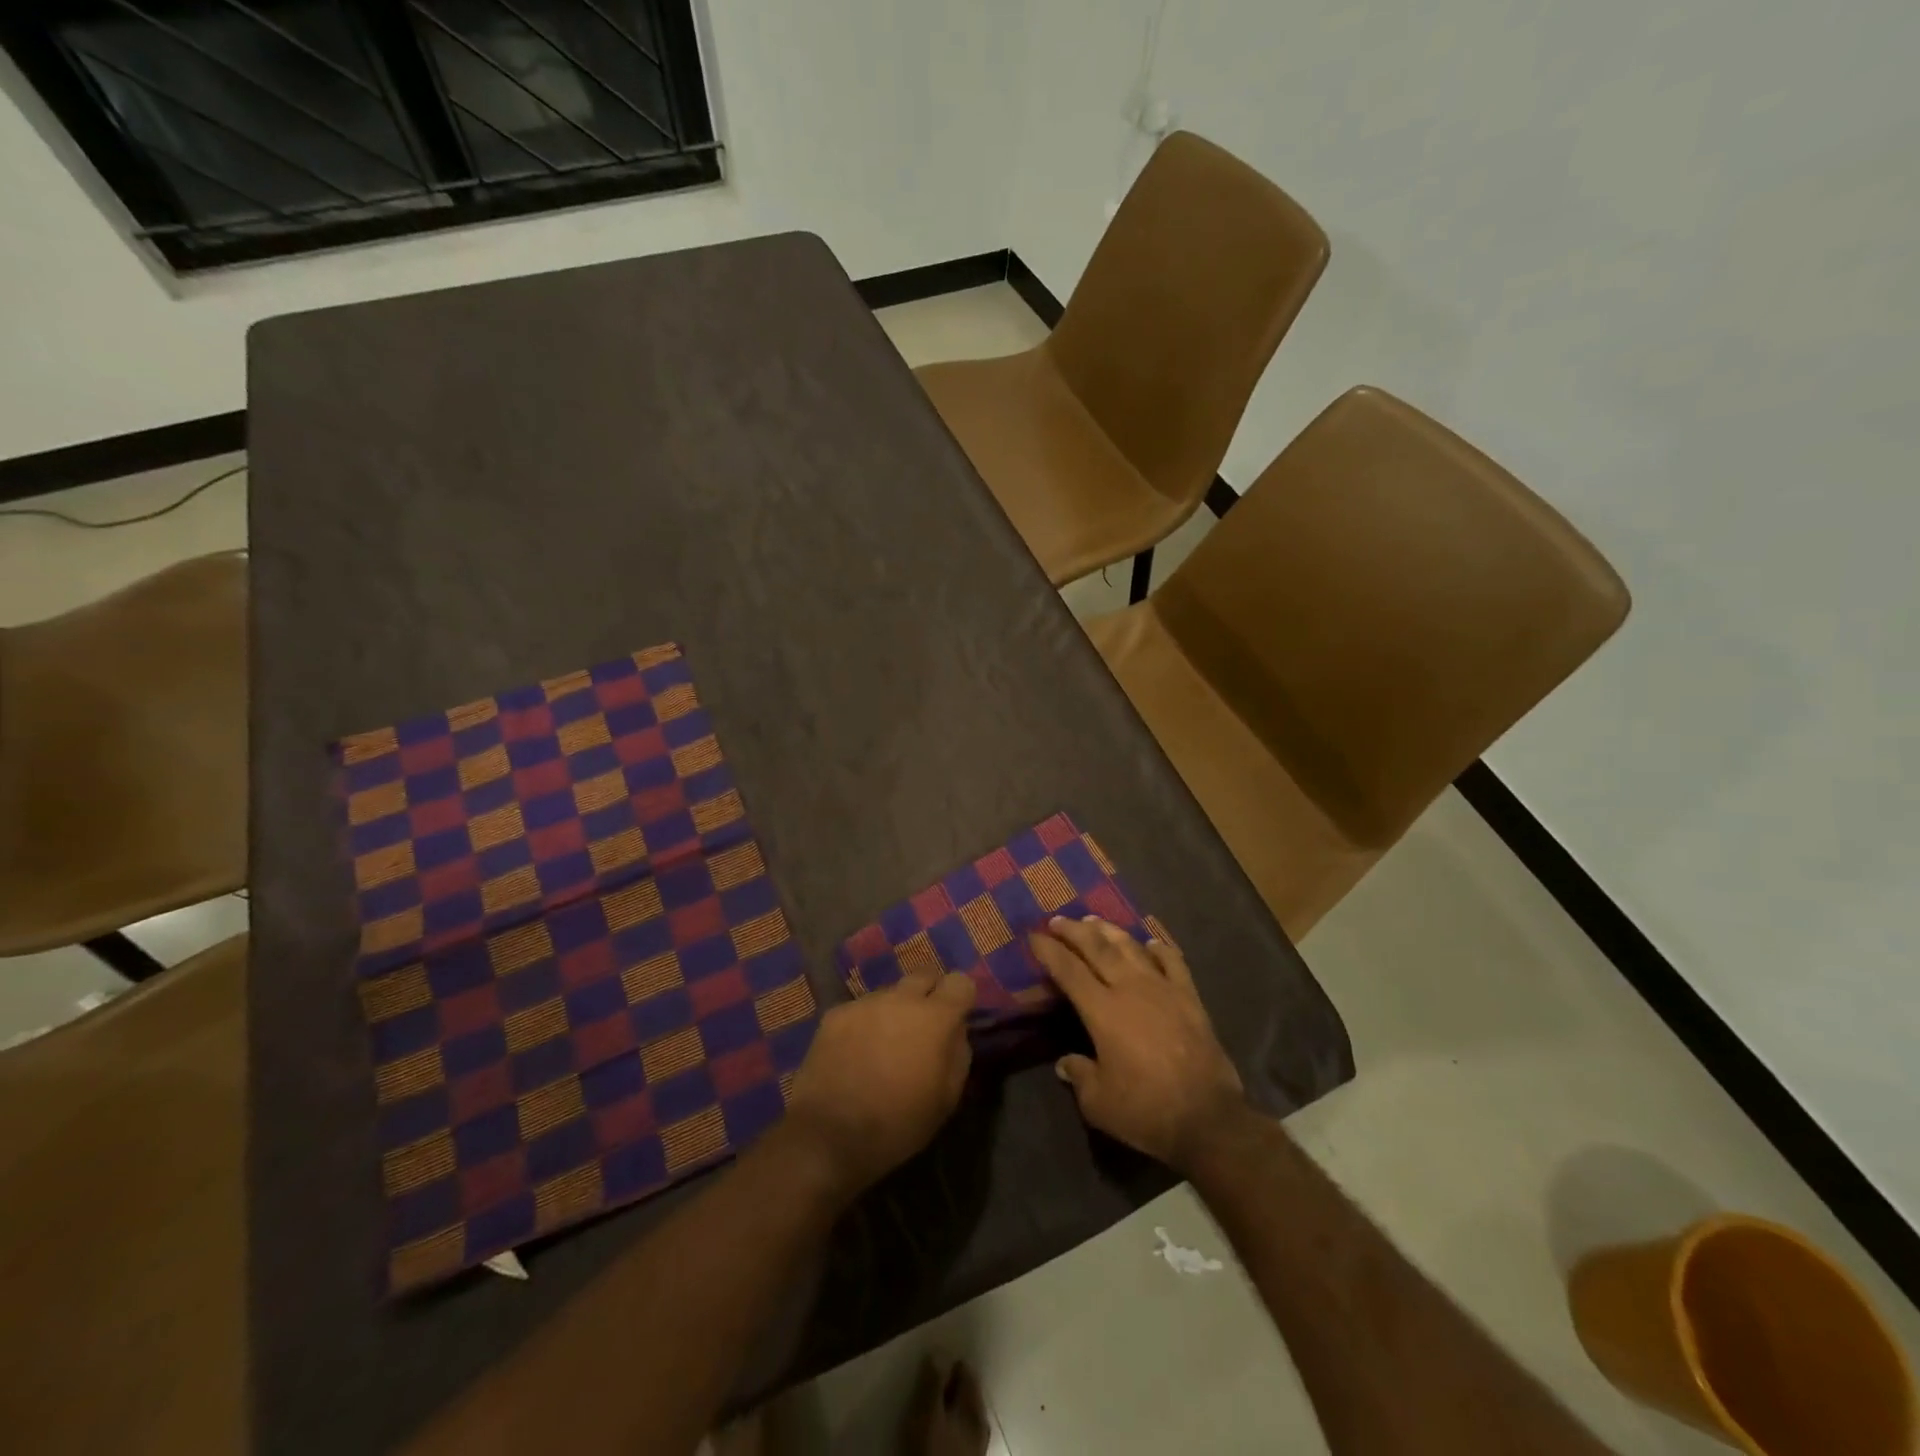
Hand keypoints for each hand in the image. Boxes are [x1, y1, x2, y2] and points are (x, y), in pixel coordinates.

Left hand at [784, 966, 975, 1193]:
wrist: (831, 1135)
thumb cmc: (899, 1123)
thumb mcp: (947, 1099)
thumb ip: (958, 1053)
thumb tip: (955, 1030)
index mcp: (935, 1018)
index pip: (960, 982)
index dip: (961, 998)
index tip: (956, 1019)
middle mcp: (901, 998)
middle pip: (924, 974)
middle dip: (929, 993)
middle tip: (922, 1027)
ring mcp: (865, 1003)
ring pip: (890, 993)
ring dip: (894, 1010)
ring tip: (883, 1045)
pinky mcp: (835, 1014)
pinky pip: (860, 1009)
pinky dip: (864, 1024)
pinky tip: (854, 1053)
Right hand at [1028, 916, 1245, 1169]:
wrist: (1208, 1117)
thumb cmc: (1146, 1110)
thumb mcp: (1098, 1102)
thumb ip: (1079, 1075)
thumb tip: (1065, 1063)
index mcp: (1102, 1010)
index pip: (1068, 970)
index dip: (1049, 951)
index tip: (1034, 936)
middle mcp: (1130, 988)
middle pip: (1097, 947)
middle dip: (1074, 931)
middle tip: (1058, 920)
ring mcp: (1163, 988)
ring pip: (1131, 947)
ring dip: (1110, 931)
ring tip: (1094, 921)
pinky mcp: (1189, 997)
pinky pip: (1173, 961)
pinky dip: (1160, 948)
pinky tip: (1152, 942)